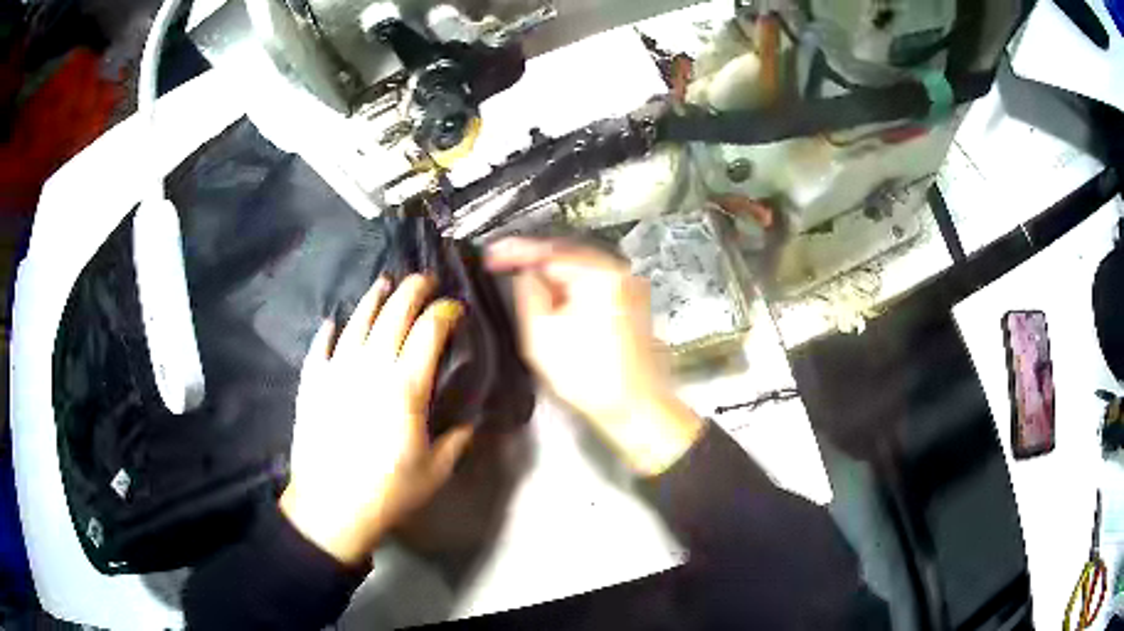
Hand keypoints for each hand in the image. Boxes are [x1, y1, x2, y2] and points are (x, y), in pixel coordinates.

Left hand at [280, 275, 474, 565]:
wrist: (332, 508)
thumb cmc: (389, 491)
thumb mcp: (437, 469)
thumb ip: (458, 437)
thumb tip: (472, 416)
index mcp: (405, 387)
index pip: (429, 332)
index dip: (445, 312)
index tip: (455, 307)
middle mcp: (370, 368)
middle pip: (393, 315)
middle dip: (413, 291)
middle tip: (424, 280)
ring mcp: (336, 371)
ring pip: (356, 322)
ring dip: (373, 299)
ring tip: (384, 284)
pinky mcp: (312, 383)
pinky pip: (320, 348)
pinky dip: (327, 332)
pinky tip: (332, 322)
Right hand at [486, 238, 702, 475]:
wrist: (636, 407)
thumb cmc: (591, 376)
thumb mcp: (542, 334)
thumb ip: (528, 293)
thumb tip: (524, 273)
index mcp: (601, 275)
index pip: (550, 251)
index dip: (517, 252)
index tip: (493, 255)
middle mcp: (621, 274)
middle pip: (567, 258)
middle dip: (535, 265)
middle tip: (504, 268)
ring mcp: (630, 289)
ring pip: (580, 274)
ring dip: (552, 281)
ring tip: (525, 290)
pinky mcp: (632, 305)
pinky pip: (593, 288)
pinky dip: (571, 294)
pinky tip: (554, 306)